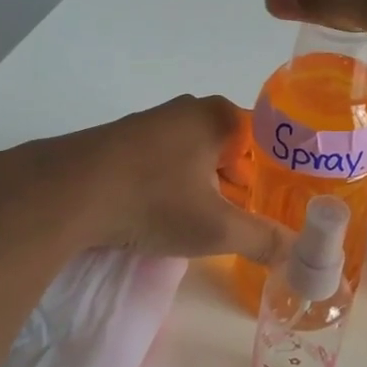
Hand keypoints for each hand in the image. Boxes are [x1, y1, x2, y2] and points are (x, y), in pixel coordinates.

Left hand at [0, 96, 290, 264]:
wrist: (64, 193)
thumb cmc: (153, 200)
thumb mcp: (216, 228)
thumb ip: (264, 240)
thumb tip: (301, 257)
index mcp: (219, 117)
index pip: (269, 140)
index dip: (278, 174)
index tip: (280, 206)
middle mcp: (189, 109)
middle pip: (233, 148)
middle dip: (241, 184)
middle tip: (245, 220)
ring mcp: (152, 121)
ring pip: (197, 154)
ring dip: (206, 185)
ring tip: (206, 222)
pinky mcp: (122, 139)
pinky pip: (166, 159)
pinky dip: (174, 183)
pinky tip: (163, 212)